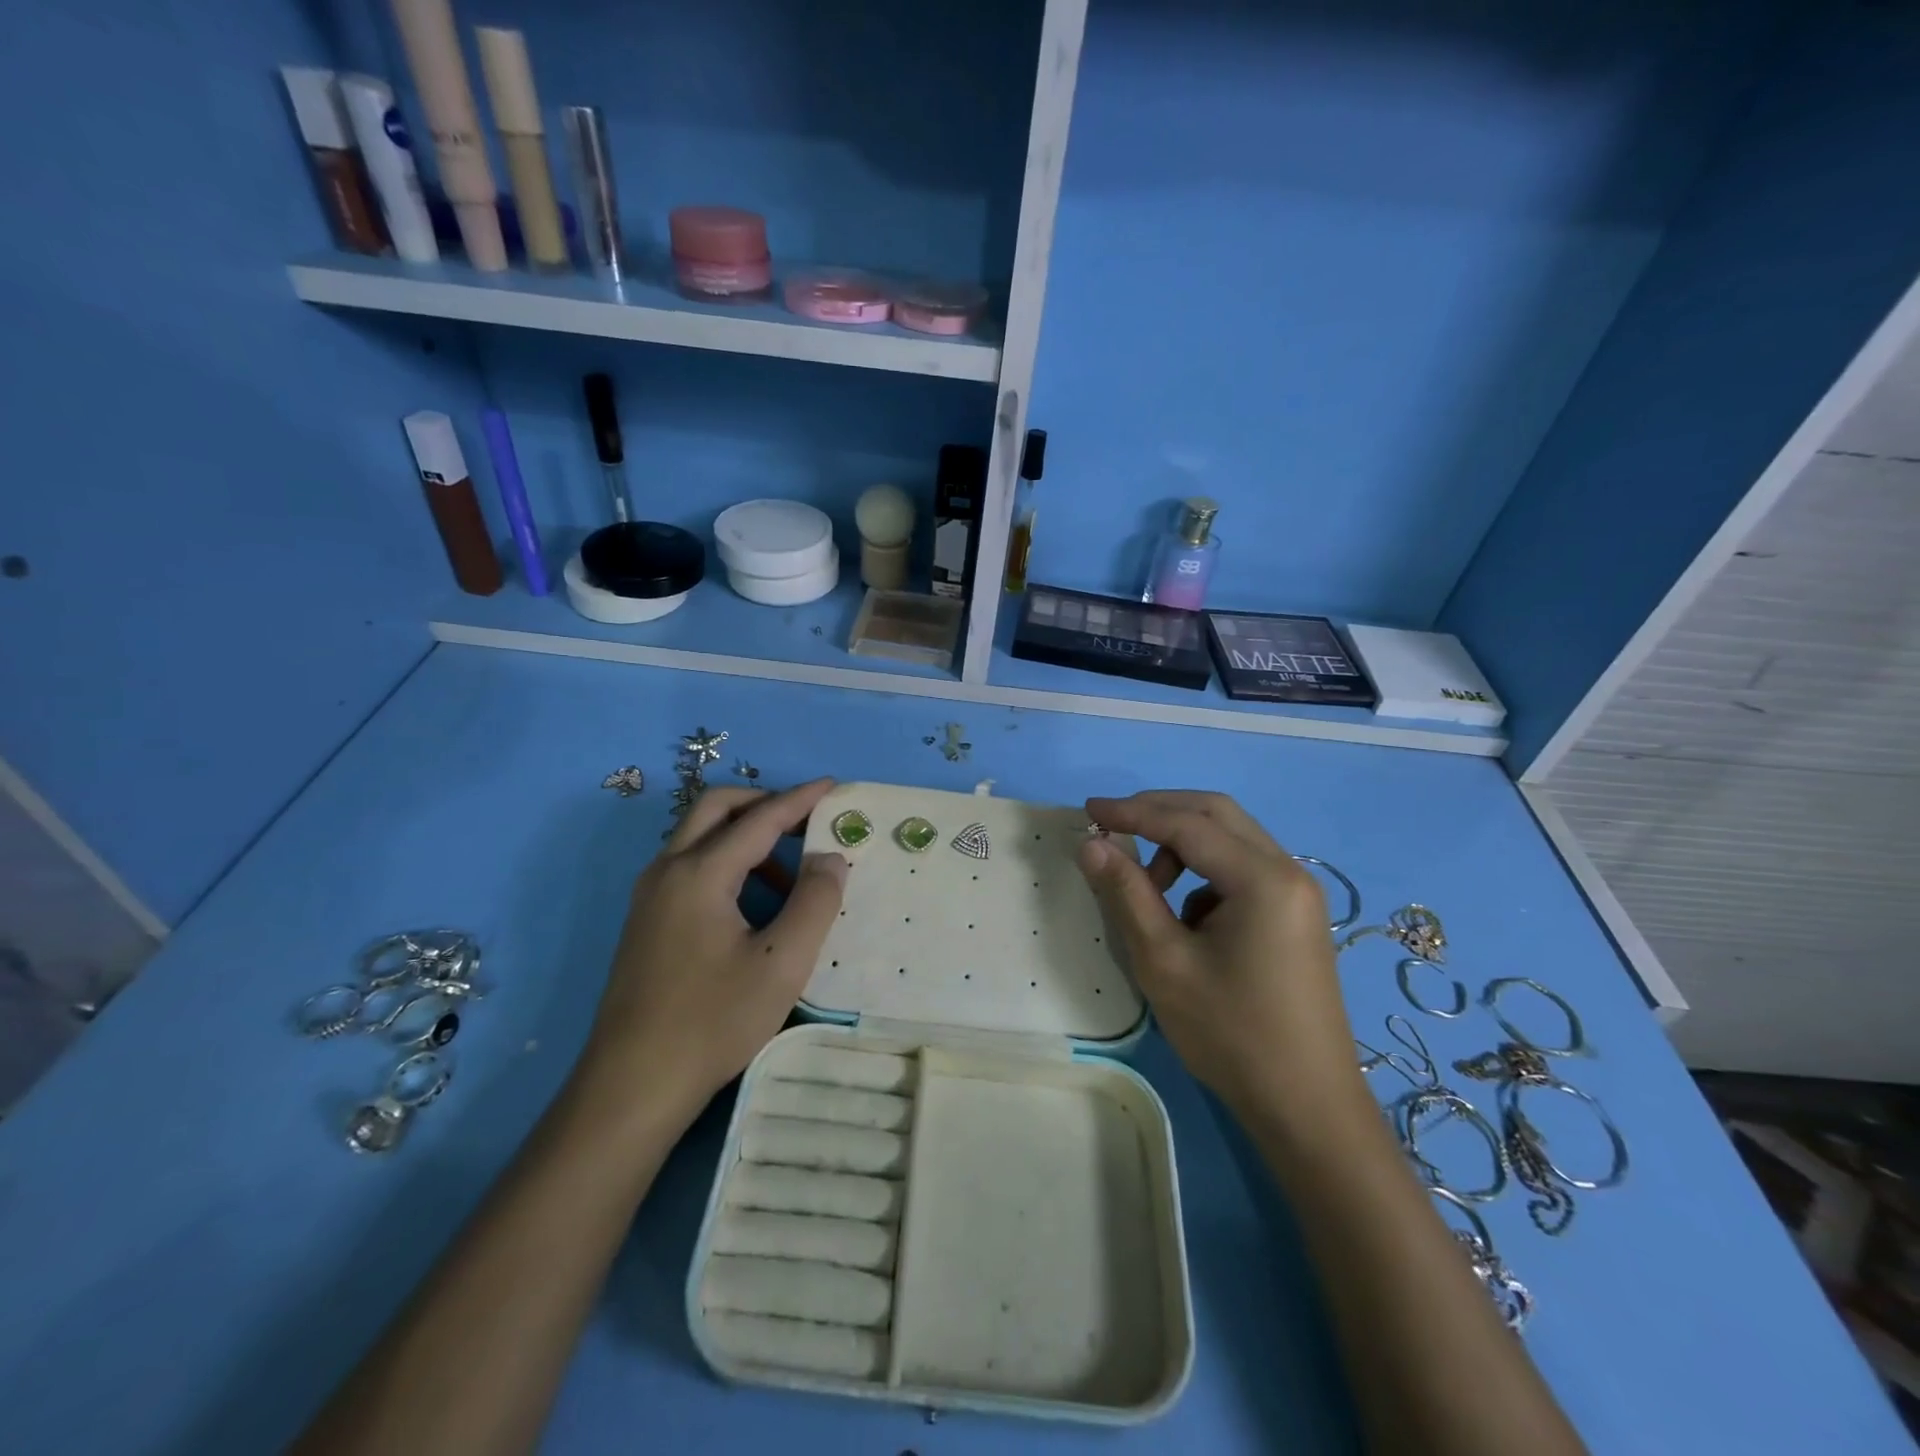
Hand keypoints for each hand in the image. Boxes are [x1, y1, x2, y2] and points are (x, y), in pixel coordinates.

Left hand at [578, 778, 848, 1119]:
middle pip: (715, 808)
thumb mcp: (782, 963)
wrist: (632, 1087)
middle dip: (763, 804)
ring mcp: (650, 896)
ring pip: (699, 837)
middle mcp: (667, 871)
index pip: (759, 819)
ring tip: (789, 876)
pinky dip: (726, 862)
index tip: (833, 786)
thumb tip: (829, 857)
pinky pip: (690, 867)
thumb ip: (815, 901)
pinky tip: (753, 906)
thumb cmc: (713, 1021)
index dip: (799, 800)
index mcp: (699, 873)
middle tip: (805, 821)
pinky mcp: (646, 921)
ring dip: (745, 836)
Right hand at [1077, 790, 1361, 1120]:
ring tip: (1149, 890)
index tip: (1087, 811)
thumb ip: (1126, 893)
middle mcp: (1288, 871)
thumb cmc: (1231, 1034)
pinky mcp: (1295, 915)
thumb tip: (1091, 843)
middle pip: (1216, 814)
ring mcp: (1297, 894)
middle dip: (1160, 813)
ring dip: (1182, 846)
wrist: (1307, 1108)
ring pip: (1230, 840)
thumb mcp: (1164, 961)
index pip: (1187, 823)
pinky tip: (1188, 923)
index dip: (1132, 812)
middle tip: (1112, 827)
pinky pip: (1242, 871)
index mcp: (1262, 878)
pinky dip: (1204, 875)